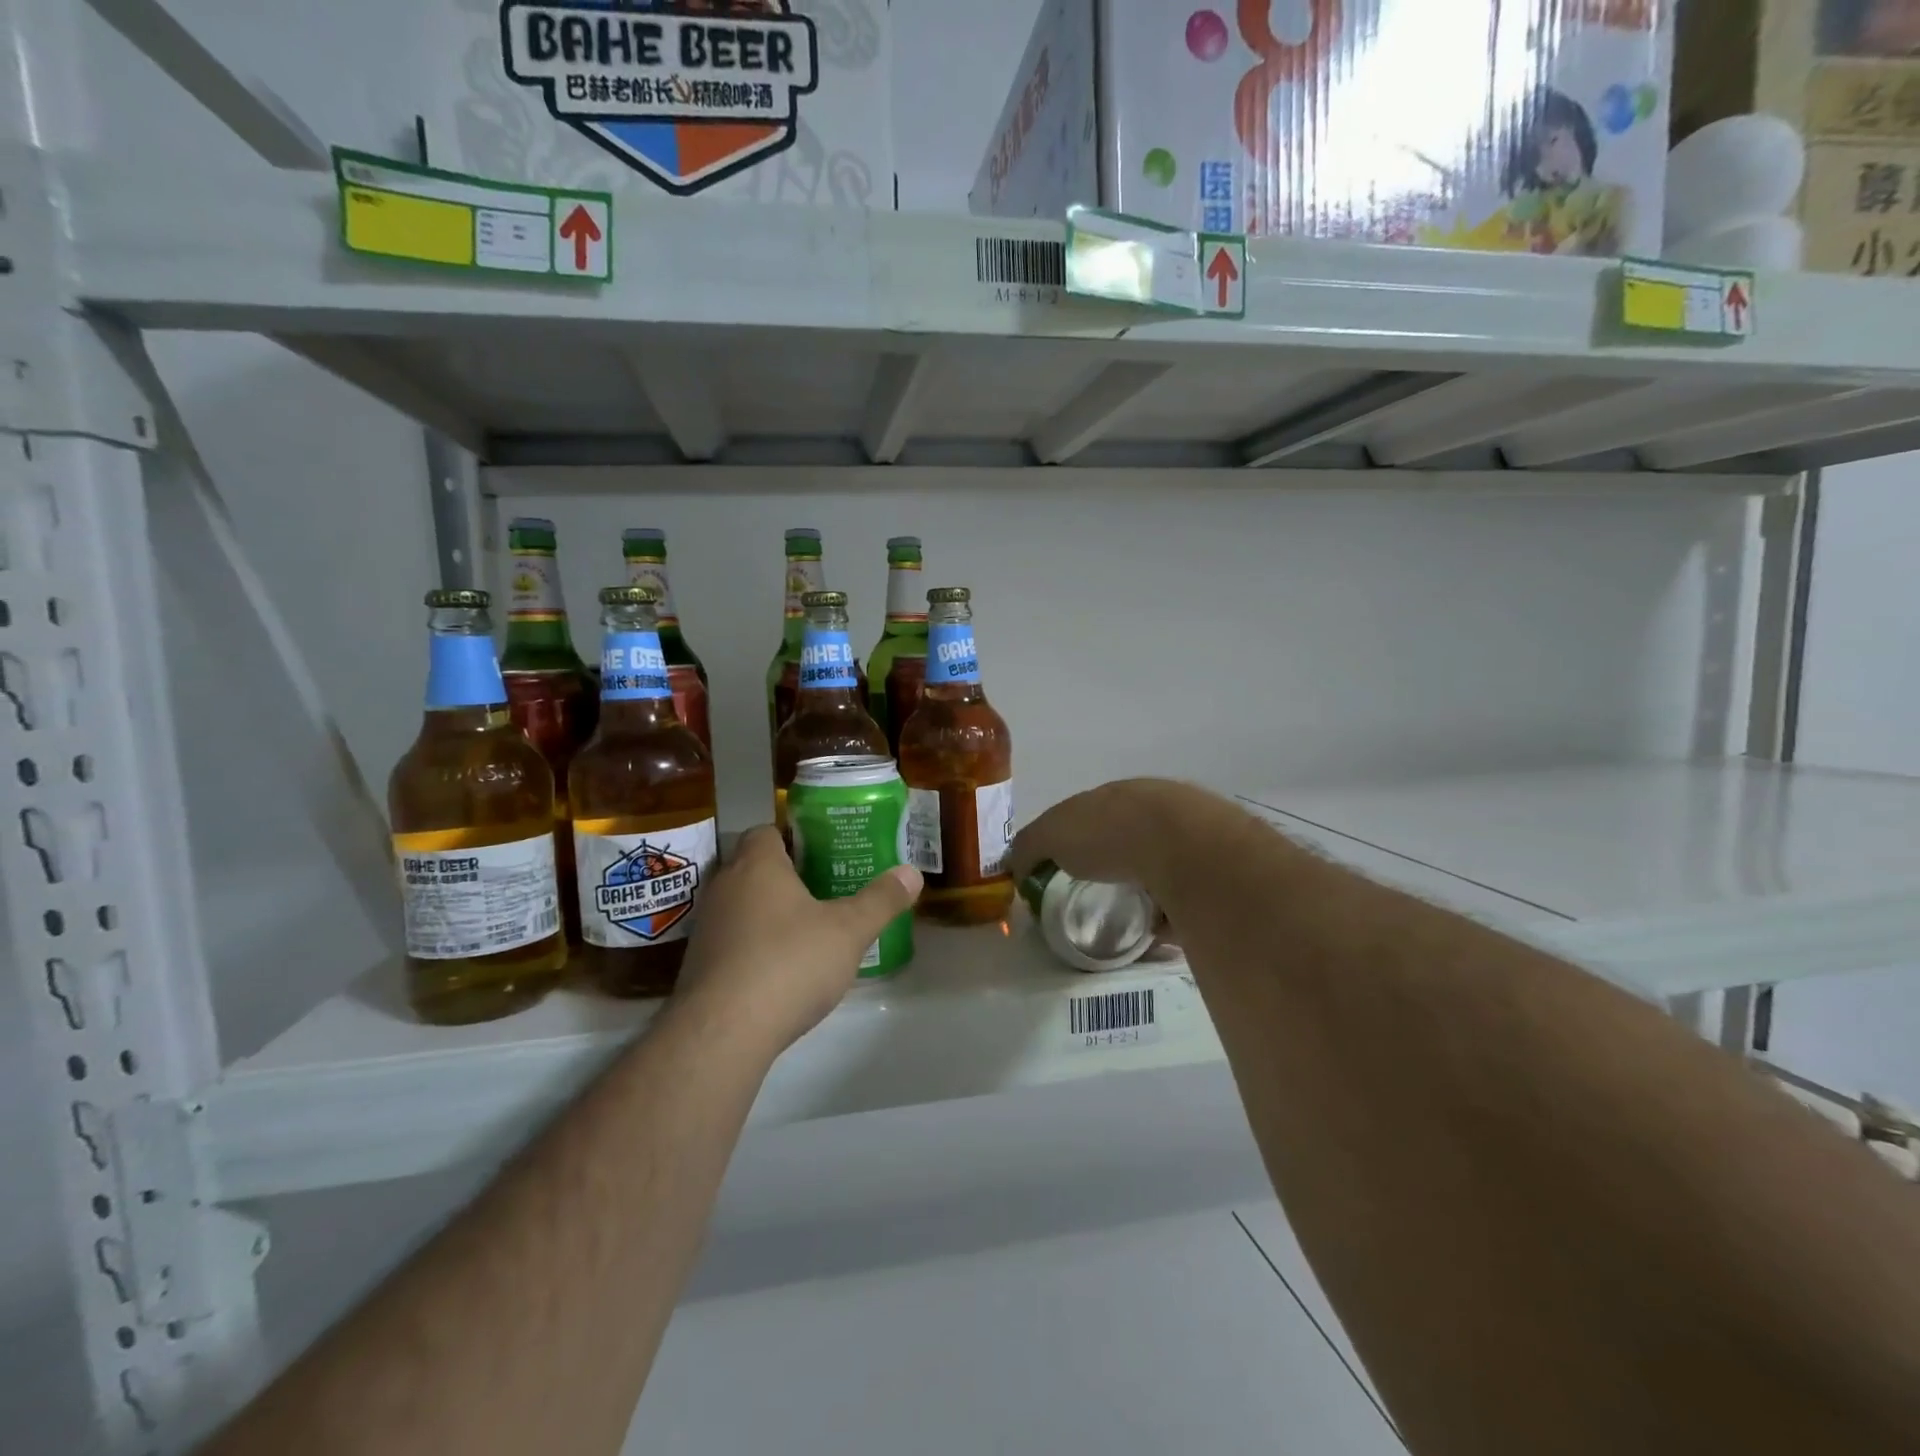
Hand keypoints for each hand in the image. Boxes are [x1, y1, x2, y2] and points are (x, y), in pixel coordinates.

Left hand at [672, 826, 921, 1054]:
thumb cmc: (789, 963)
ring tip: (806, 929)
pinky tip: (779, 969)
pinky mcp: (697, 964)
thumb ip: (881, 900)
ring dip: (767, 912)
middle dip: (785, 875)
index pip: (765, 830)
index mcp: (757, 865)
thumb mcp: (849, 931)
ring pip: (740, 904)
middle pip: (753, 867)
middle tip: (824, 888)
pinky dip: (752, 945)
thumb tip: (912, 872)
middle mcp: (724, 886)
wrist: (722, 1032)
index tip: (822, 852)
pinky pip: (731, 940)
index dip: (793, 837)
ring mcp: (706, 927)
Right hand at [1009, 779, 1233, 906]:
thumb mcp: (1053, 834)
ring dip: (1144, 891)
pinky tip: (1156, 934)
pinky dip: (1169, 916)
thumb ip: (1031, 846)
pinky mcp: (1214, 875)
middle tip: (1095, 898)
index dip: (1073, 842)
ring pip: (1159, 869)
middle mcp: (1156, 810)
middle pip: (1128, 841)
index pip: (1090, 816)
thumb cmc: (1110, 833)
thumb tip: (1016, 865)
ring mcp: (1189, 840)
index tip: (1061, 872)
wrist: (1185, 846)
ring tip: (1126, 921)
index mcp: (1117, 797)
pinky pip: (1184, 899)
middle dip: (1113, 866)